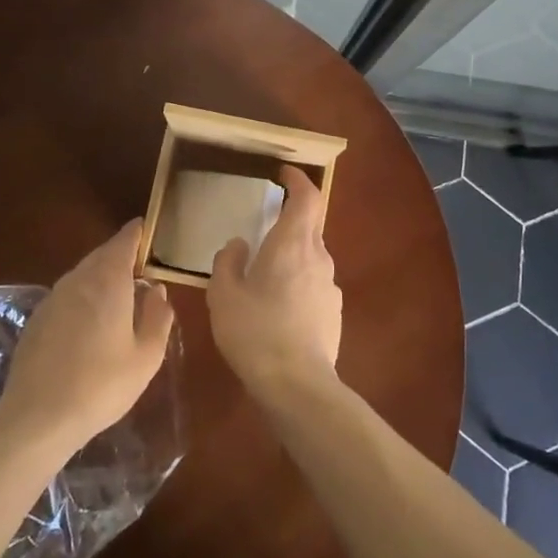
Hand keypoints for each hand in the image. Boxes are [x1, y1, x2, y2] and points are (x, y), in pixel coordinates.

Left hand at [0, 220, 174, 452]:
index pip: (124, 240)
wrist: (37, 417)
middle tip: (140, 267)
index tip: (148, 230)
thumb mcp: (146, 356)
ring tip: (119, 296)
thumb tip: (157, 290)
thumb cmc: (102, 384)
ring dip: (101, 277)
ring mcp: (53, 297)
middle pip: (102, 254)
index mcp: (109, 280)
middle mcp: (79, 279)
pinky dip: (83, 297)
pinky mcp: (37, 319)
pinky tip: (90, 324)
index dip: (138, 233)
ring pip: (83, 274)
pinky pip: (67, 295)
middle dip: (121, 255)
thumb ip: (158, 316)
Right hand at [209, 166, 341, 399]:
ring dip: (292, 253)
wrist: (297, 384)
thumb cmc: (255, 331)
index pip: (306, 197)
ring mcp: (330, 285)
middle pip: (310, 224)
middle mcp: (317, 256)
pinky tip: (279, 307)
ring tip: (266, 273)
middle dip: (291, 216)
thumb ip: (228, 261)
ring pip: (312, 255)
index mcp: (291, 243)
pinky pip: (315, 283)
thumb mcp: (223, 295)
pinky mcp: (334, 311)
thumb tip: (239, 245)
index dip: (298, 180)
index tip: (284, 173)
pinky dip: (298, 281)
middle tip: (266, 222)